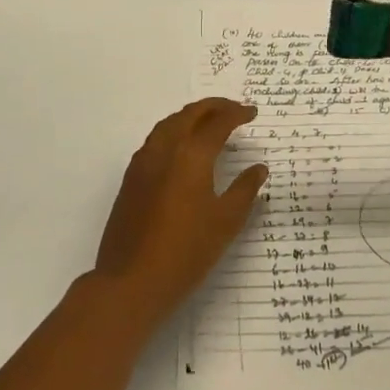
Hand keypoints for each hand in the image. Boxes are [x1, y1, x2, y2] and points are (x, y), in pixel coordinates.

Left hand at [92, 98, 269, 324]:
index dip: (237, 114)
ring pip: (168, 124)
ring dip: (190, 116)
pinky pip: (155, 140)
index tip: (252, 113)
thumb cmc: (187, 252)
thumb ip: (245, 189)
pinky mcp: (131, 179)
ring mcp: (143, 163)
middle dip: (213, 107)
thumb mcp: (226, 222)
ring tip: (209, 122)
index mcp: (191, 156)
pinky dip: (174, 131)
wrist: (131, 282)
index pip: (217, 123)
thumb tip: (258, 168)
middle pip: (189, 114)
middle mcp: (164, 150)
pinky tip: (182, 148)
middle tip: (234, 109)